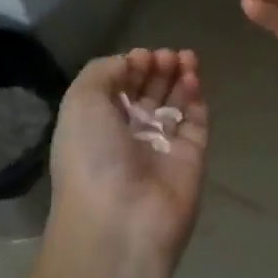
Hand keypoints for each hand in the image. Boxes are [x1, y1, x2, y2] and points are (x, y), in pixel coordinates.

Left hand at [48, 49, 208, 270]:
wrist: (121, 221)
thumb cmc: (92, 157)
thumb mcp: (80, 102)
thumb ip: (103, 71)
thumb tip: (130, 62)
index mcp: (96, 126)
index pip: (118, 88)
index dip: (131, 67)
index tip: (143, 56)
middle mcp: (128, 136)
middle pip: (148, 93)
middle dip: (158, 68)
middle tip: (168, 56)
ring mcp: (161, 148)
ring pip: (175, 104)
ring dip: (180, 76)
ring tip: (186, 57)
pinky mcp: (191, 158)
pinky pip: (196, 122)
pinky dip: (197, 98)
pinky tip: (193, 78)